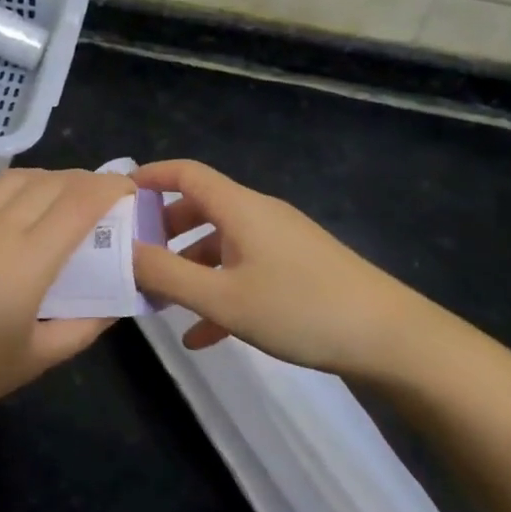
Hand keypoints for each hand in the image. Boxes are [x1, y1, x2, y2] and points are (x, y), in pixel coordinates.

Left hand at [0, 167, 134, 434]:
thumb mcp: (35, 360)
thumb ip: (84, 327)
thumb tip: (117, 302)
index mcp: (28, 260)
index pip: (80, 203)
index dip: (110, 189)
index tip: (130, 191)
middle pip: (53, 183)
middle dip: (86, 181)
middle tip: (104, 197)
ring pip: (17, 177)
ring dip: (49, 177)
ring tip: (63, 193)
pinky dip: (6, 180)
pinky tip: (12, 192)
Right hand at [130, 159, 447, 382]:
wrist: (392, 339)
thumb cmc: (300, 309)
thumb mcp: (224, 298)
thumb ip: (166, 275)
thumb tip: (122, 252)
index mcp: (240, 208)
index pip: (186, 172)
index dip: (150, 176)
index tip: (118, 196)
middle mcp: (258, 215)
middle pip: (201, 207)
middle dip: (164, 229)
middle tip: (134, 255)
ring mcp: (281, 242)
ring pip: (221, 243)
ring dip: (190, 267)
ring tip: (162, 302)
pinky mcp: (298, 270)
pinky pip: (246, 271)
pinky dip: (220, 292)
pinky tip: (203, 337)